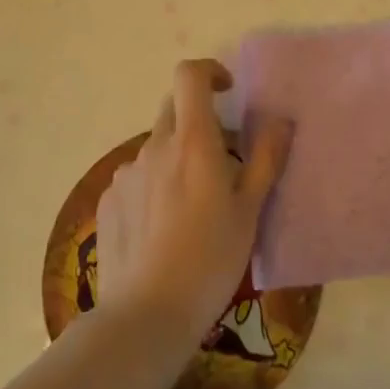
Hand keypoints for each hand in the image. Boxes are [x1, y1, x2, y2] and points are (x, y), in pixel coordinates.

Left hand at [95, 59, 290, 344]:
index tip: (228, 93)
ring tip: (192, 205)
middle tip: (221, 159)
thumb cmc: (210, 259)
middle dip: (199, 120)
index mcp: (192, 141)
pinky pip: (136, 178)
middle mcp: (154, 146)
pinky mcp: (108, 201)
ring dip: (176, 157)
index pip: (189, 75)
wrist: (145, 316)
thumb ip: (266, 158)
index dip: (209, 72)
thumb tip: (281, 120)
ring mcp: (126, 174)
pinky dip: (154, 185)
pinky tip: (163, 228)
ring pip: (156, 147)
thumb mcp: (250, 211)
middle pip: (174, 109)